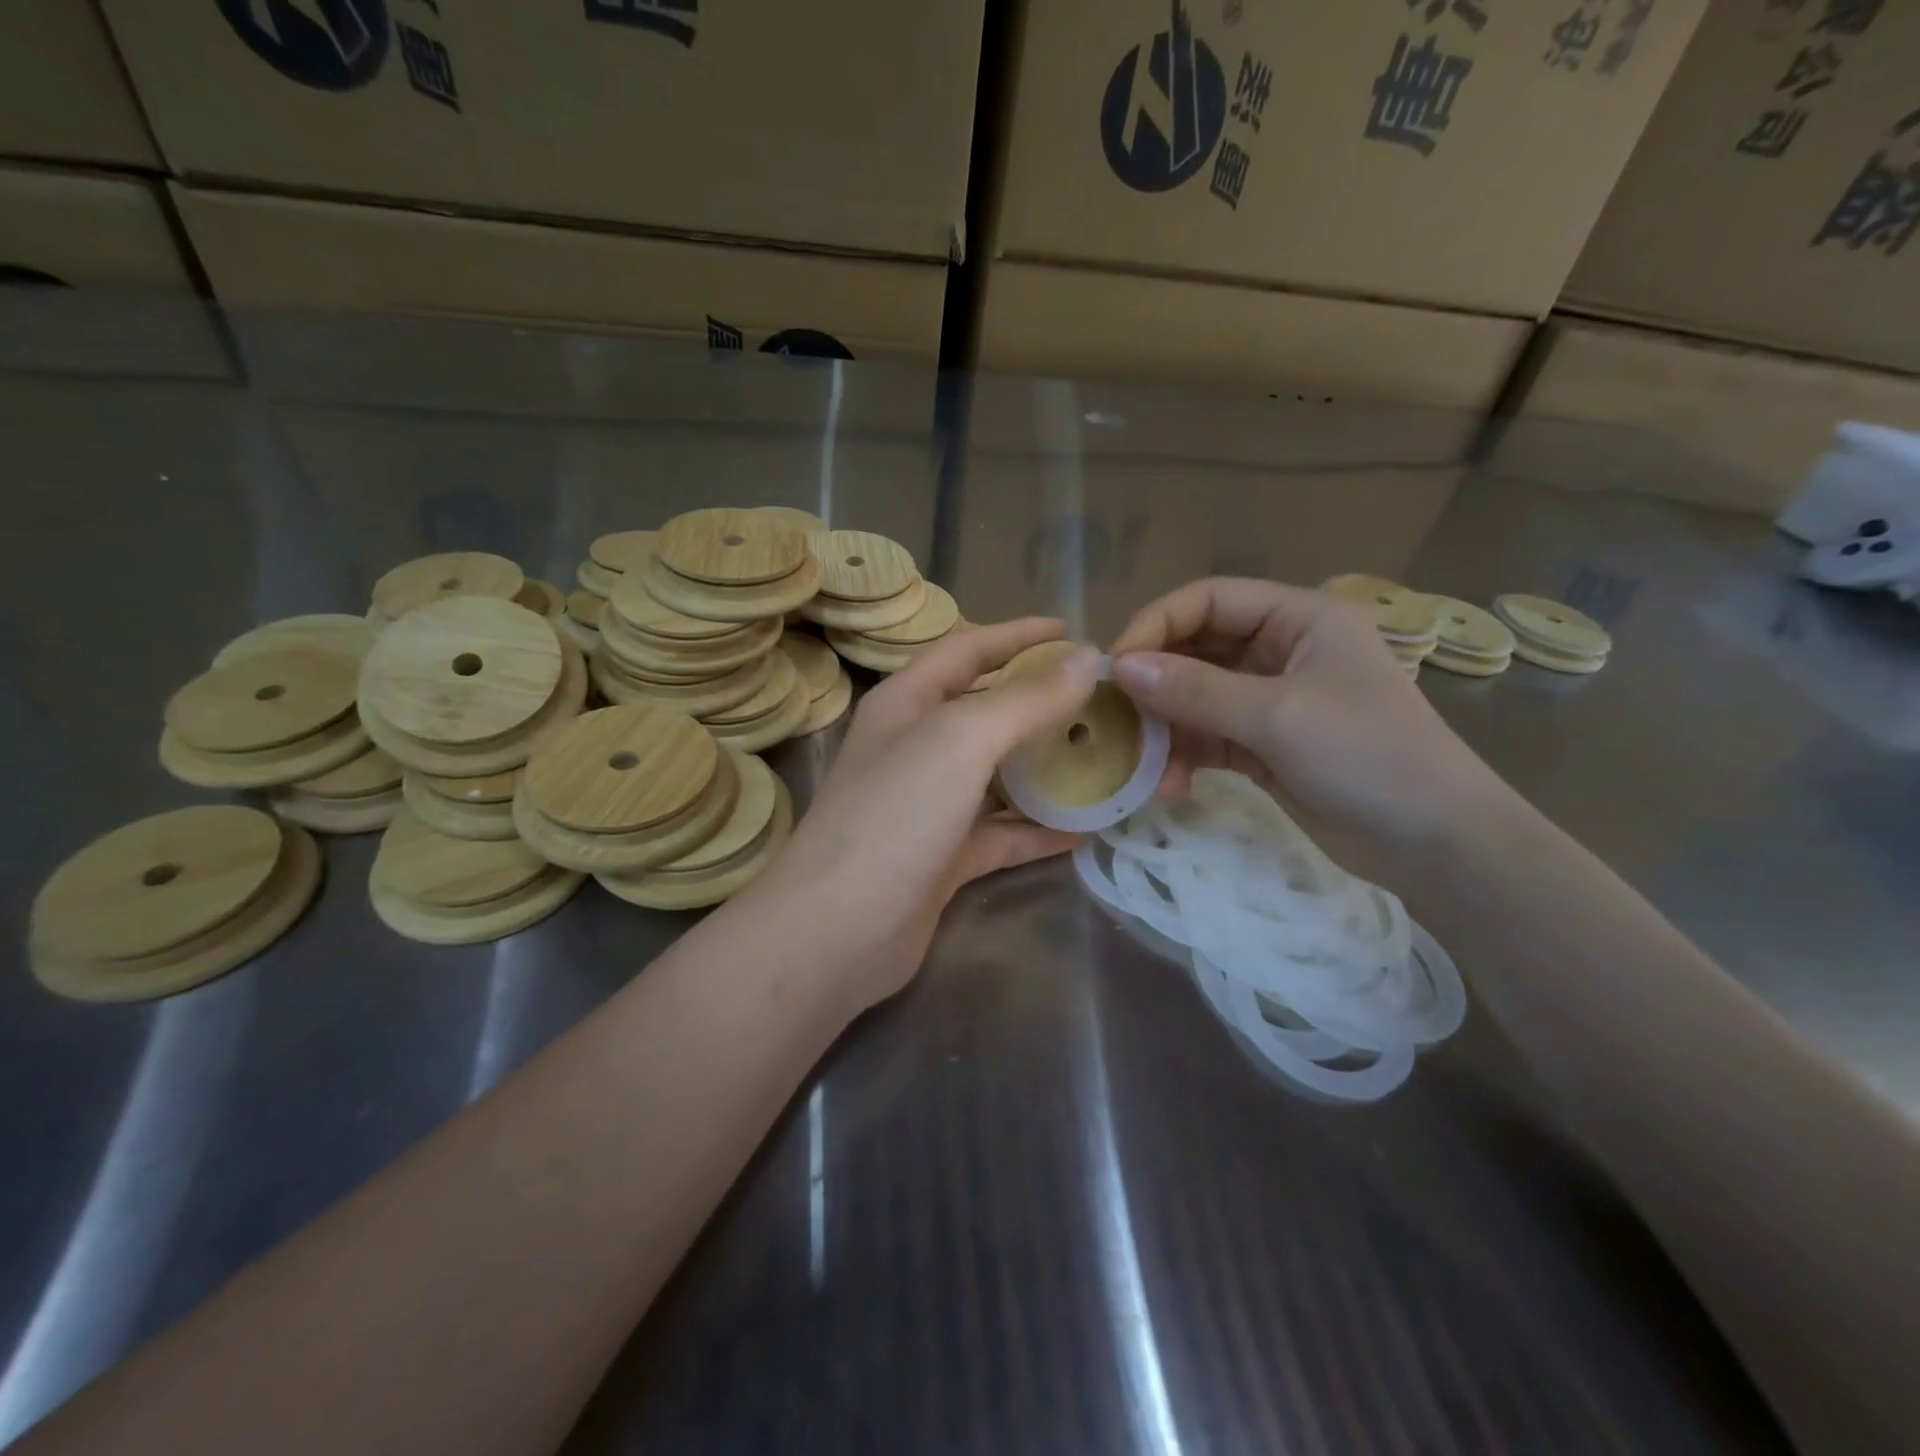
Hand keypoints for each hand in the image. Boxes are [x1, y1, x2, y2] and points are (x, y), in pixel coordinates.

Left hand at [744, 618, 1100, 1011]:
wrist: (837, 932)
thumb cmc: (894, 816)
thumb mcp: (960, 741)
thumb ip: (1024, 700)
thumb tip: (1088, 660)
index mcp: (906, 704)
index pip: (966, 649)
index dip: (1018, 635)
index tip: (1073, 631)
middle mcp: (916, 748)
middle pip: (986, 711)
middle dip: (1041, 703)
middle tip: (1103, 701)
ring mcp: (930, 806)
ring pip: (999, 776)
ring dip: (1048, 768)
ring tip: (1107, 759)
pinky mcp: (946, 858)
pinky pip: (1003, 834)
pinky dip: (1040, 830)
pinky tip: (1087, 829)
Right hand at [1109, 578, 1514, 880]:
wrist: (1434, 843)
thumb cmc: (1367, 755)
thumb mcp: (1277, 716)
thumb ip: (1195, 690)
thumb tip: (1121, 668)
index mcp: (1297, 618)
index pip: (1209, 600)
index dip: (1157, 624)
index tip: (1116, 666)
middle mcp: (1280, 650)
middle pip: (1197, 648)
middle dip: (1156, 682)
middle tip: (1115, 716)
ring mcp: (1270, 700)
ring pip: (1195, 697)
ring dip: (1165, 728)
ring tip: (1143, 763)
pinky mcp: (1262, 745)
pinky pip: (1207, 737)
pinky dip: (1184, 757)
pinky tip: (1170, 786)